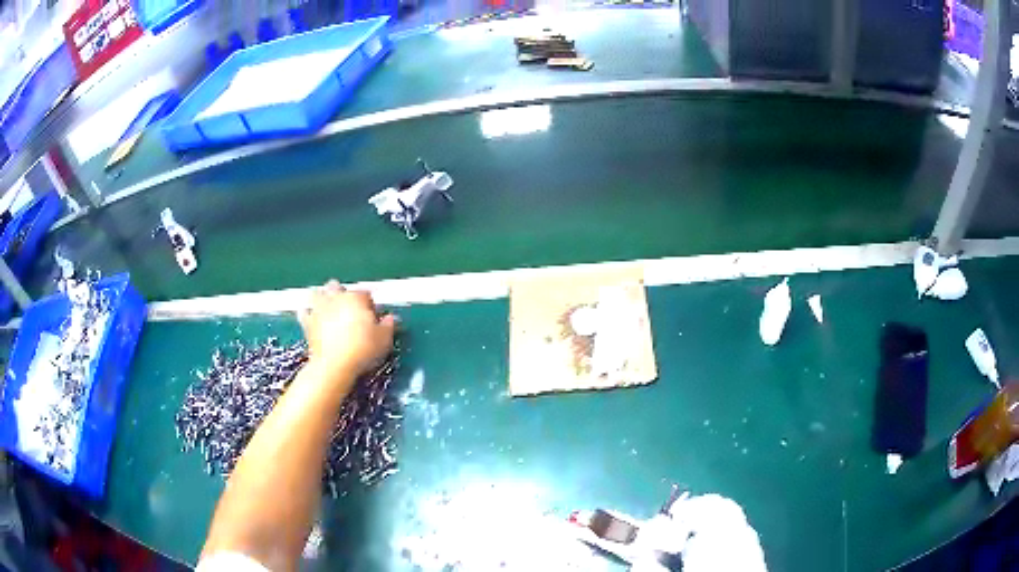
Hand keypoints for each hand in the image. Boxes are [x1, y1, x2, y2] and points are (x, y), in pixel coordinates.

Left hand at [298, 281, 396, 382]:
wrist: (334, 365)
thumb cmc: (361, 350)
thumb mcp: (384, 339)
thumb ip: (388, 325)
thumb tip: (390, 319)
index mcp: (356, 298)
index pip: (365, 294)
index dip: (370, 305)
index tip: (373, 317)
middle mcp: (336, 298)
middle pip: (338, 287)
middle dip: (343, 293)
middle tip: (350, 308)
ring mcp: (319, 309)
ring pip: (318, 293)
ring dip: (322, 297)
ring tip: (328, 307)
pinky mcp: (307, 323)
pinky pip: (304, 312)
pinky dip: (307, 313)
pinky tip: (311, 316)